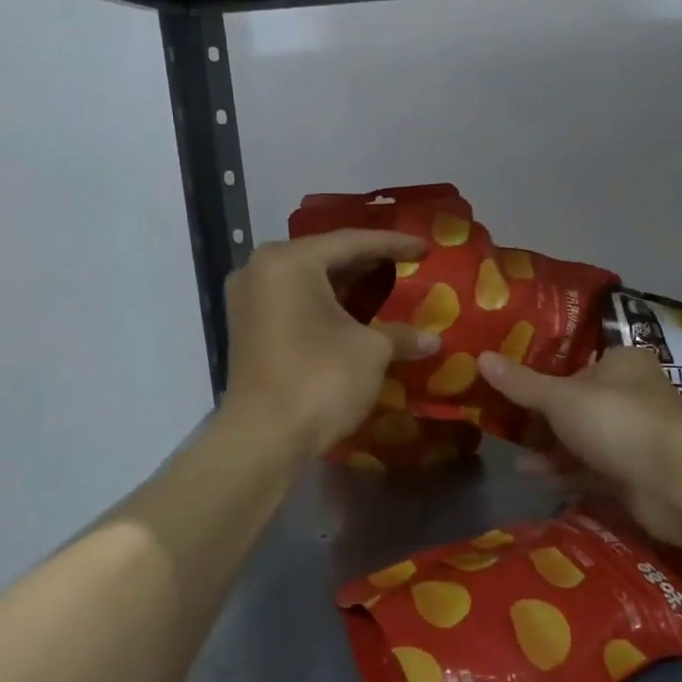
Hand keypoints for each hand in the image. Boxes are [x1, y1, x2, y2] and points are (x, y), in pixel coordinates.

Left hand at [222, 231, 439, 454]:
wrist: (264, 439)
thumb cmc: (320, 380)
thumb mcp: (371, 352)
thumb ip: (402, 335)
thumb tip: (433, 340)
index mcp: (289, 261)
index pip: (352, 242)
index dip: (393, 245)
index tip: (425, 247)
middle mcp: (261, 269)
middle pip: (326, 256)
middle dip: (369, 262)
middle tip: (408, 264)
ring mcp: (248, 298)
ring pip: (308, 280)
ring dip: (347, 285)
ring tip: (388, 284)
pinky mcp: (247, 327)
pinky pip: (293, 301)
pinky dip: (325, 303)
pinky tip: (356, 312)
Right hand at [477, 347, 681, 548]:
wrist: (674, 483)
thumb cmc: (616, 420)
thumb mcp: (560, 397)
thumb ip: (521, 383)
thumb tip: (480, 357)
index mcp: (622, 363)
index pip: (578, 362)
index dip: (544, 373)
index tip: (510, 384)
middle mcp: (631, 395)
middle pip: (577, 402)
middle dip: (542, 416)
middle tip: (504, 421)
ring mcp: (633, 437)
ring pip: (583, 438)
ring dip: (550, 447)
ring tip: (511, 453)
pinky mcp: (632, 474)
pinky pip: (590, 470)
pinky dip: (564, 472)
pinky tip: (533, 477)